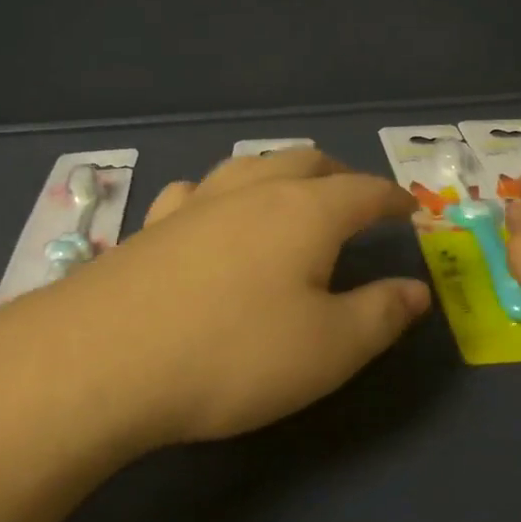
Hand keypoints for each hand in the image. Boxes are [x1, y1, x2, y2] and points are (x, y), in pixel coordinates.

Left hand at [57, 149, 431, 445]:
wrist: (103, 359)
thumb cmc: (233, 354)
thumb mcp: (328, 349)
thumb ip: (380, 315)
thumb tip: (417, 289)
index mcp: (304, 211)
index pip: (363, 190)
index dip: (391, 198)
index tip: (409, 210)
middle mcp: (251, 191)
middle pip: (306, 162)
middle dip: (340, 175)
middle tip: (357, 200)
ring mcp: (195, 203)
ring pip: (249, 166)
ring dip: (281, 174)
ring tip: (291, 197)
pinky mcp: (151, 226)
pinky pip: (197, 191)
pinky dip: (222, 194)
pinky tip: (211, 215)